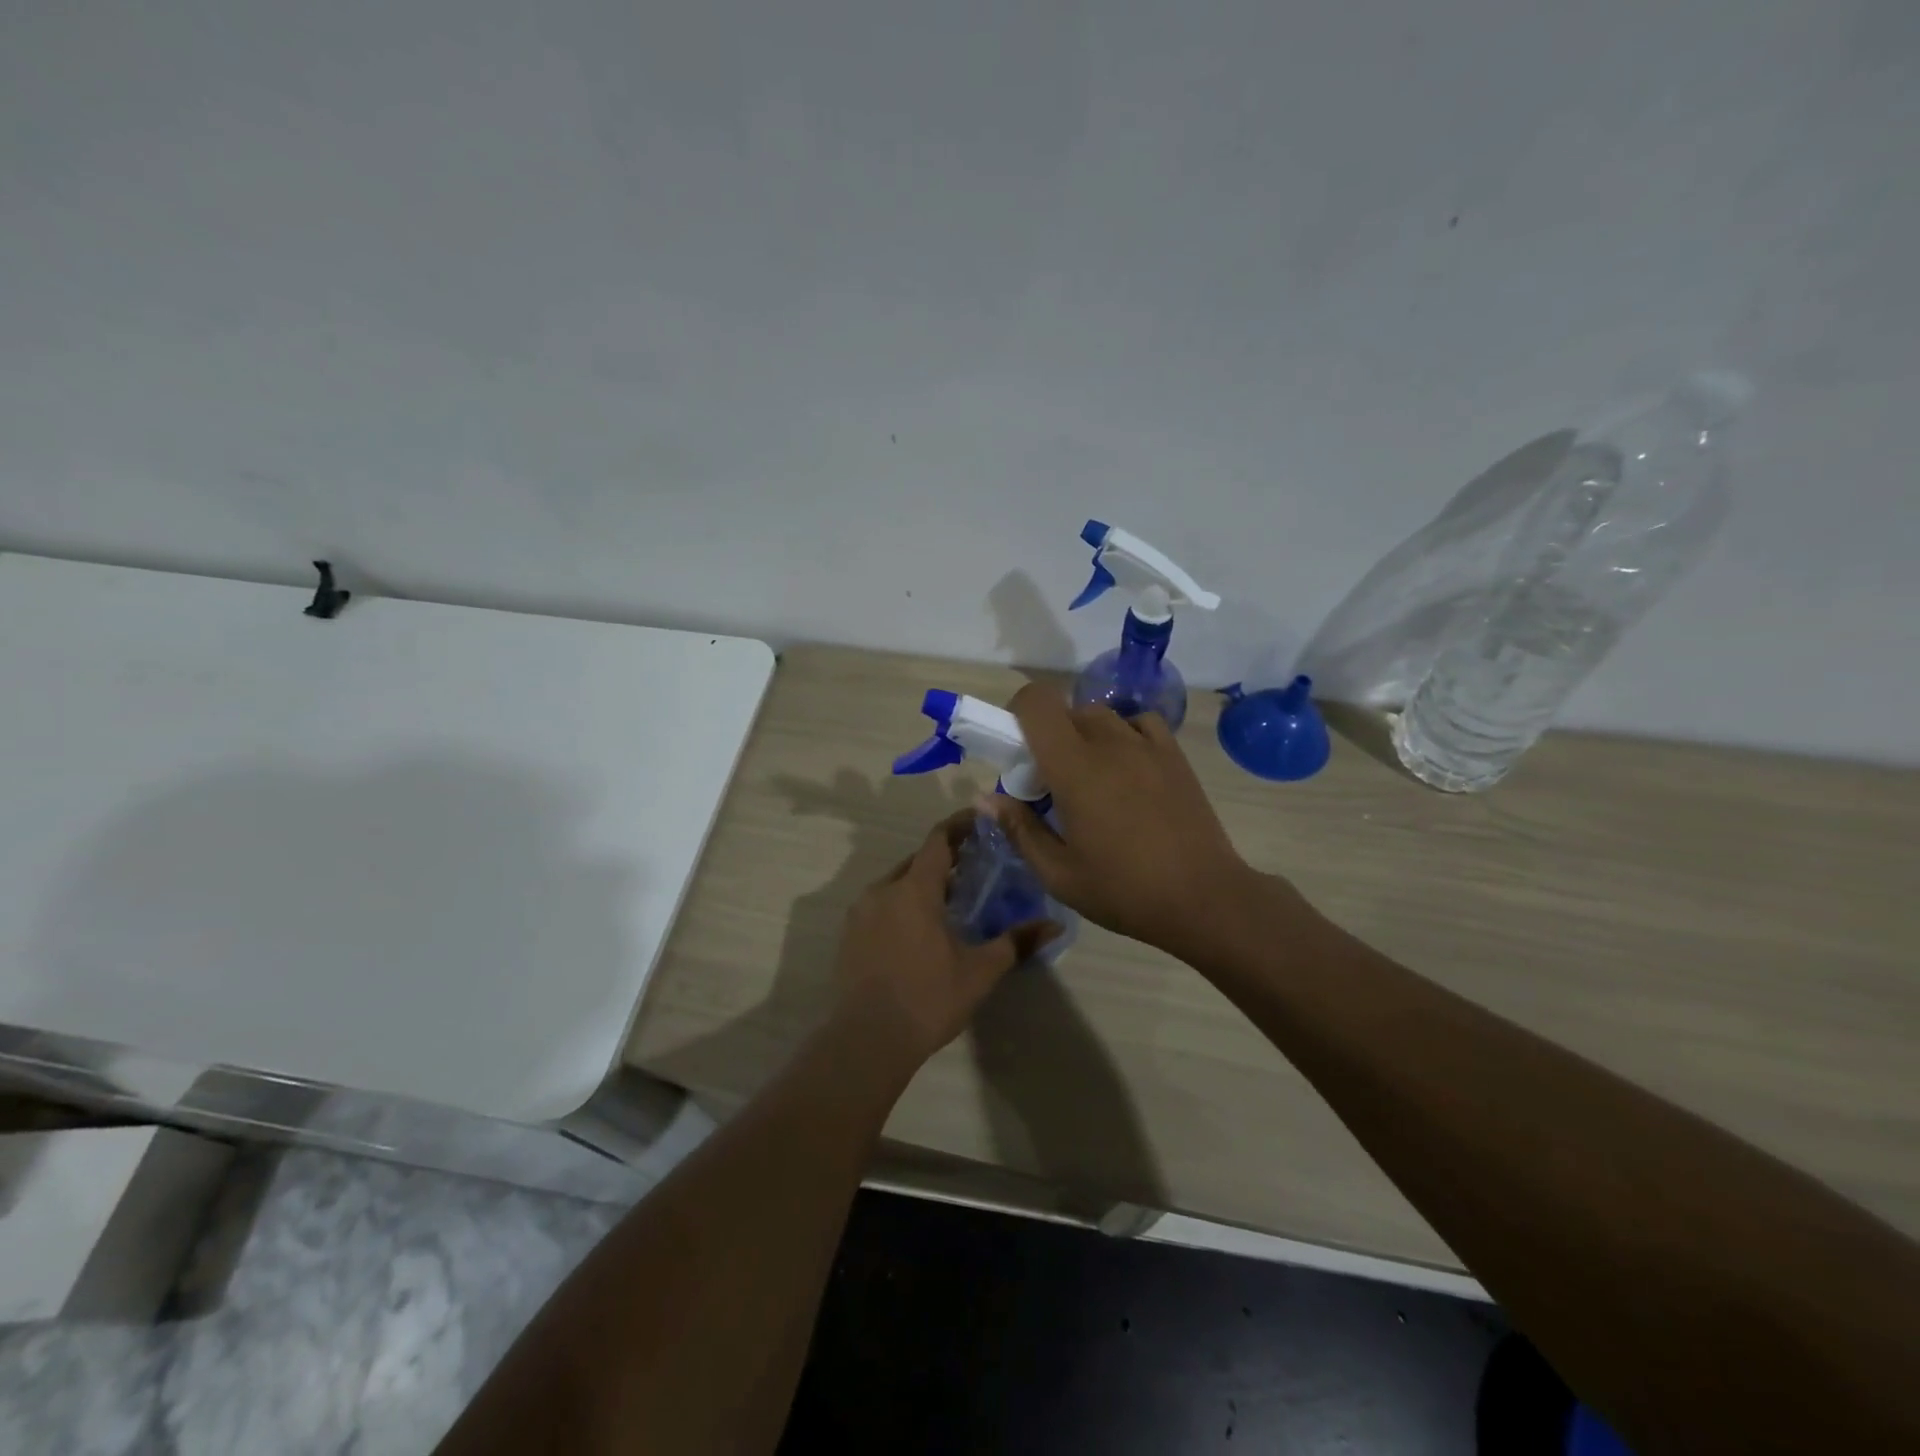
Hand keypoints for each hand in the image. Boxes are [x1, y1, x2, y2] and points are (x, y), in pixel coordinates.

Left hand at [833, 812, 1058, 1068]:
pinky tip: (918, 929)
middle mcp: (883, 890)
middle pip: (916, 861)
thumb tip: (1054, 925)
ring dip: (921, 883)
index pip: (938, 840)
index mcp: (914, 890)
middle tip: (973, 867)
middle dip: (944, 859)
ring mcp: (860, 913)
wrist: (867, 1041)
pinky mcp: (849, 935)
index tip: (980, 821)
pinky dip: (902, 904)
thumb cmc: (928, 998)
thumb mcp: (980, 971)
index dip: (959, 826)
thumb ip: (1016, 942)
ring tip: (949, 901)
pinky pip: (880, 905)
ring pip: (896, 883)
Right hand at [990, 683, 1267, 957]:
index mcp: (1074, 768)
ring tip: (1093, 780)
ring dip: (1085, 737)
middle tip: (1053, 784)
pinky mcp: (1174, 755)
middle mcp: (1109, 743)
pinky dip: (1125, 735)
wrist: (1204, 898)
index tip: (1017, 753)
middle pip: (1067, 712)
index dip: (1018, 714)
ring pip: (1102, 716)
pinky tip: (1128, 770)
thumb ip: (1019, 829)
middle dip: (1049, 738)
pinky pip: (1140, 724)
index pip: (1037, 703)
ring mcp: (1147, 745)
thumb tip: (986, 797)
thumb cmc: (1124, 890)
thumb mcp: (1059, 873)